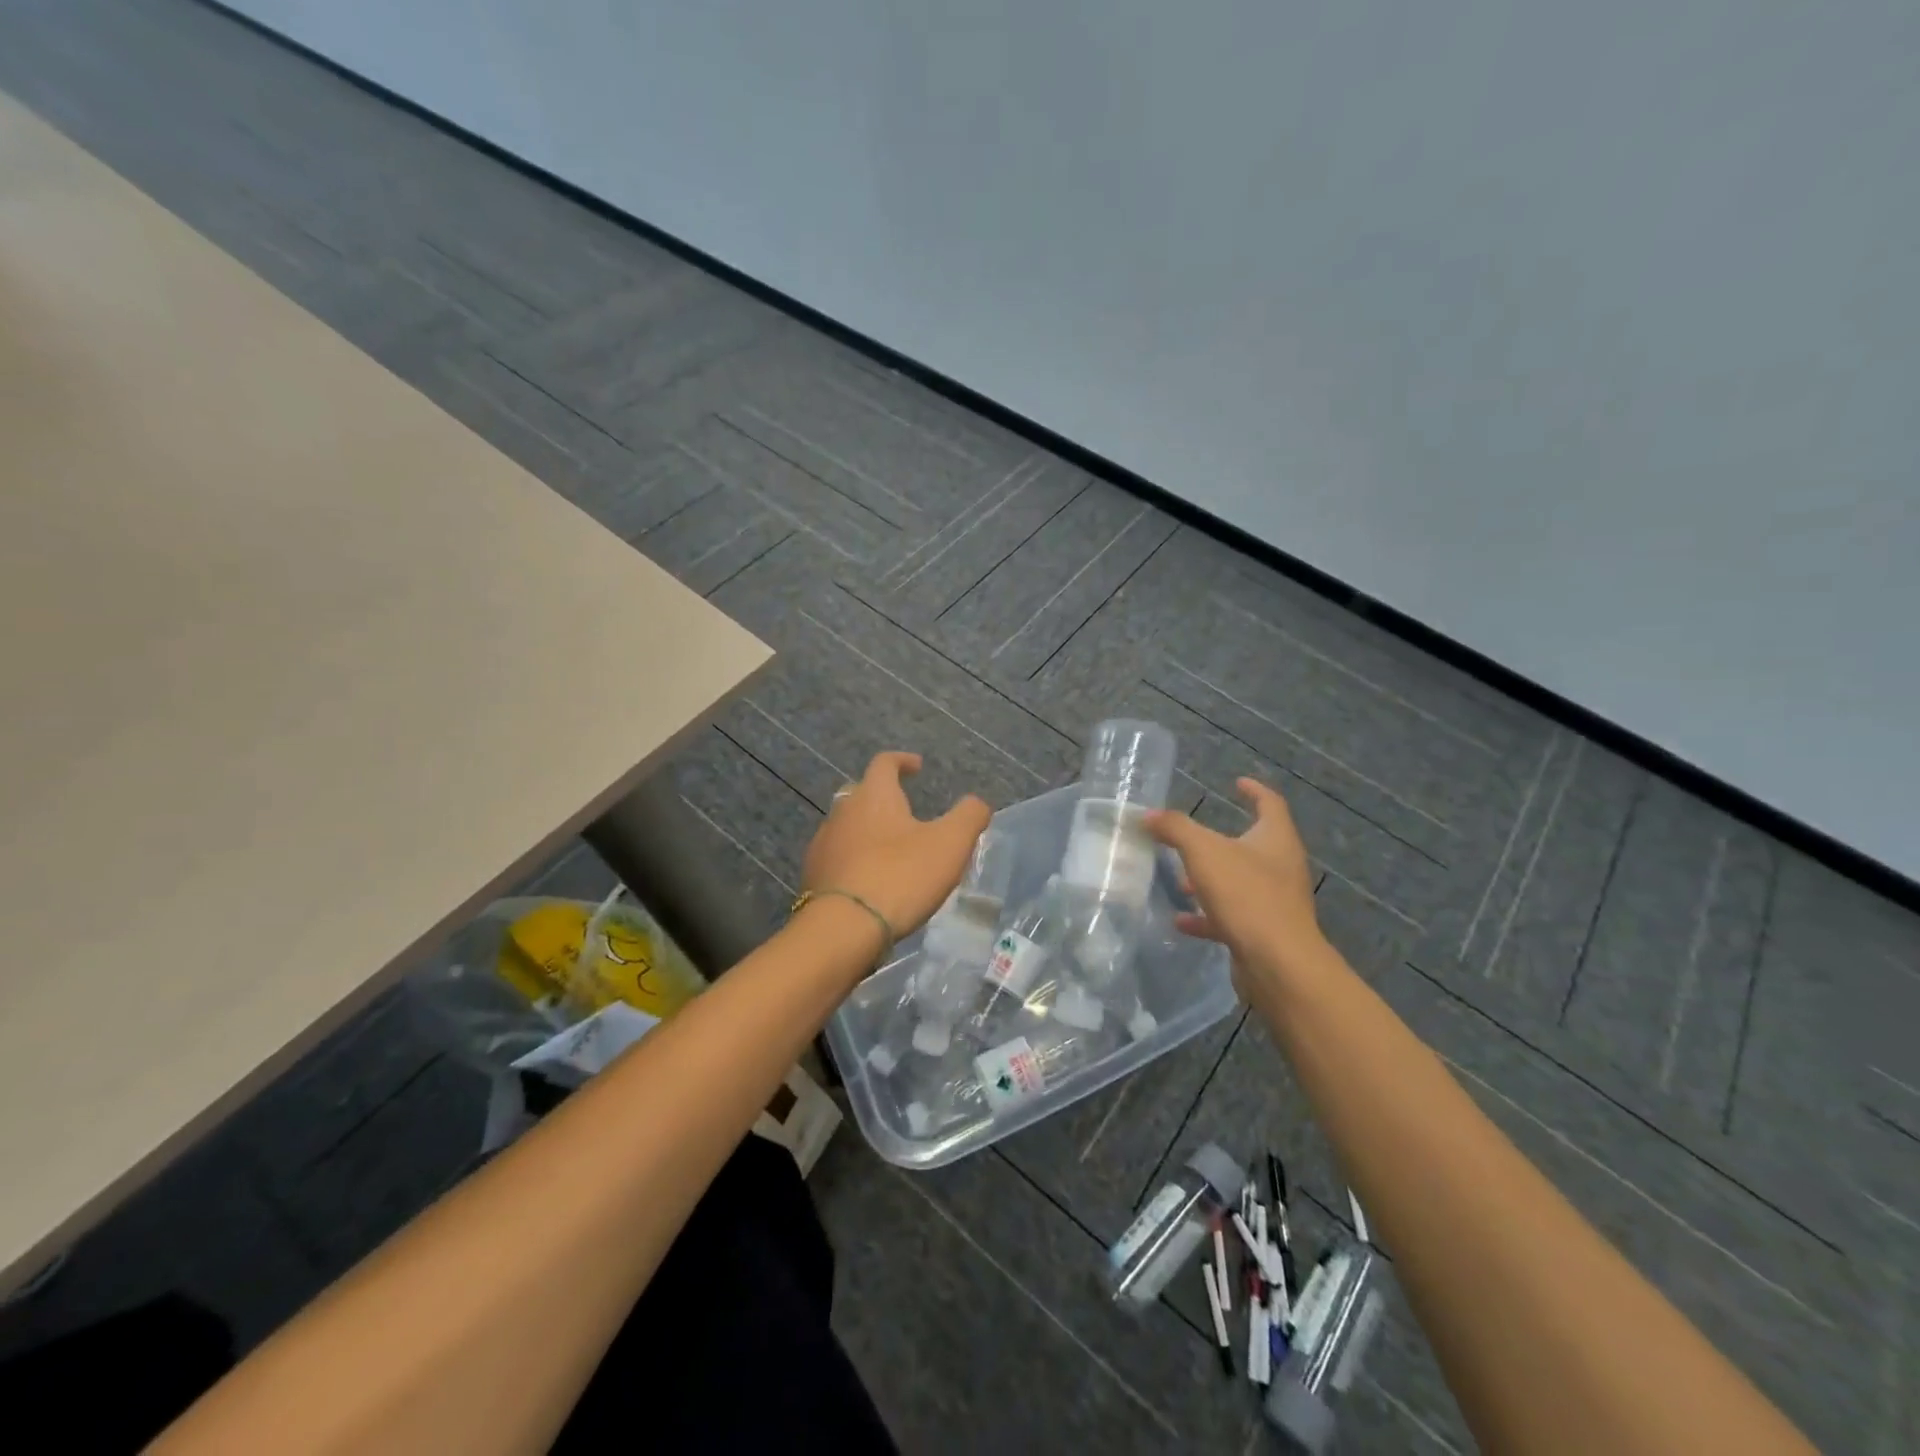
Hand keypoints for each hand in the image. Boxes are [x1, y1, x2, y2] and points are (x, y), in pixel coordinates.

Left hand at [802, 751, 990, 939]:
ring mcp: (822, 844)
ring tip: (890, 851)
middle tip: (904, 811)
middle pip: (861, 793)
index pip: (884, 762)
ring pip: (846, 826)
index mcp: (874, 795)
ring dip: (867, 831)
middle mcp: (842, 811)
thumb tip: (977, 803)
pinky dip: (855, 860)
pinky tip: (870, 880)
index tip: (917, 767)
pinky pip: (837, 858)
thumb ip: (969, 816)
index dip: (902, 761)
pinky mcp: (812, 876)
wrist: (843, 928)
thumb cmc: (900, 875)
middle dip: (882, 797)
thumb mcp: (950, 844)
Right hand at [1145, 777, 1326, 986]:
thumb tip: (1149, 815)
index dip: (1253, 790)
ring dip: (1209, 880)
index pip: (1270, 804)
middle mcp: (1281, 867)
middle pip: (1252, 845)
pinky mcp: (1264, 932)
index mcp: (1276, 839)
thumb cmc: (1246, 895)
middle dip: (1217, 842)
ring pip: (1239, 882)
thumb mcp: (1203, 852)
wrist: (1278, 963)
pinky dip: (1206, 916)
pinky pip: (1232, 916)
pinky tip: (1181, 921)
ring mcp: (1275, 902)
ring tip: (1179, 881)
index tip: (1236, 783)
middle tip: (1189, 839)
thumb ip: (1175, 828)